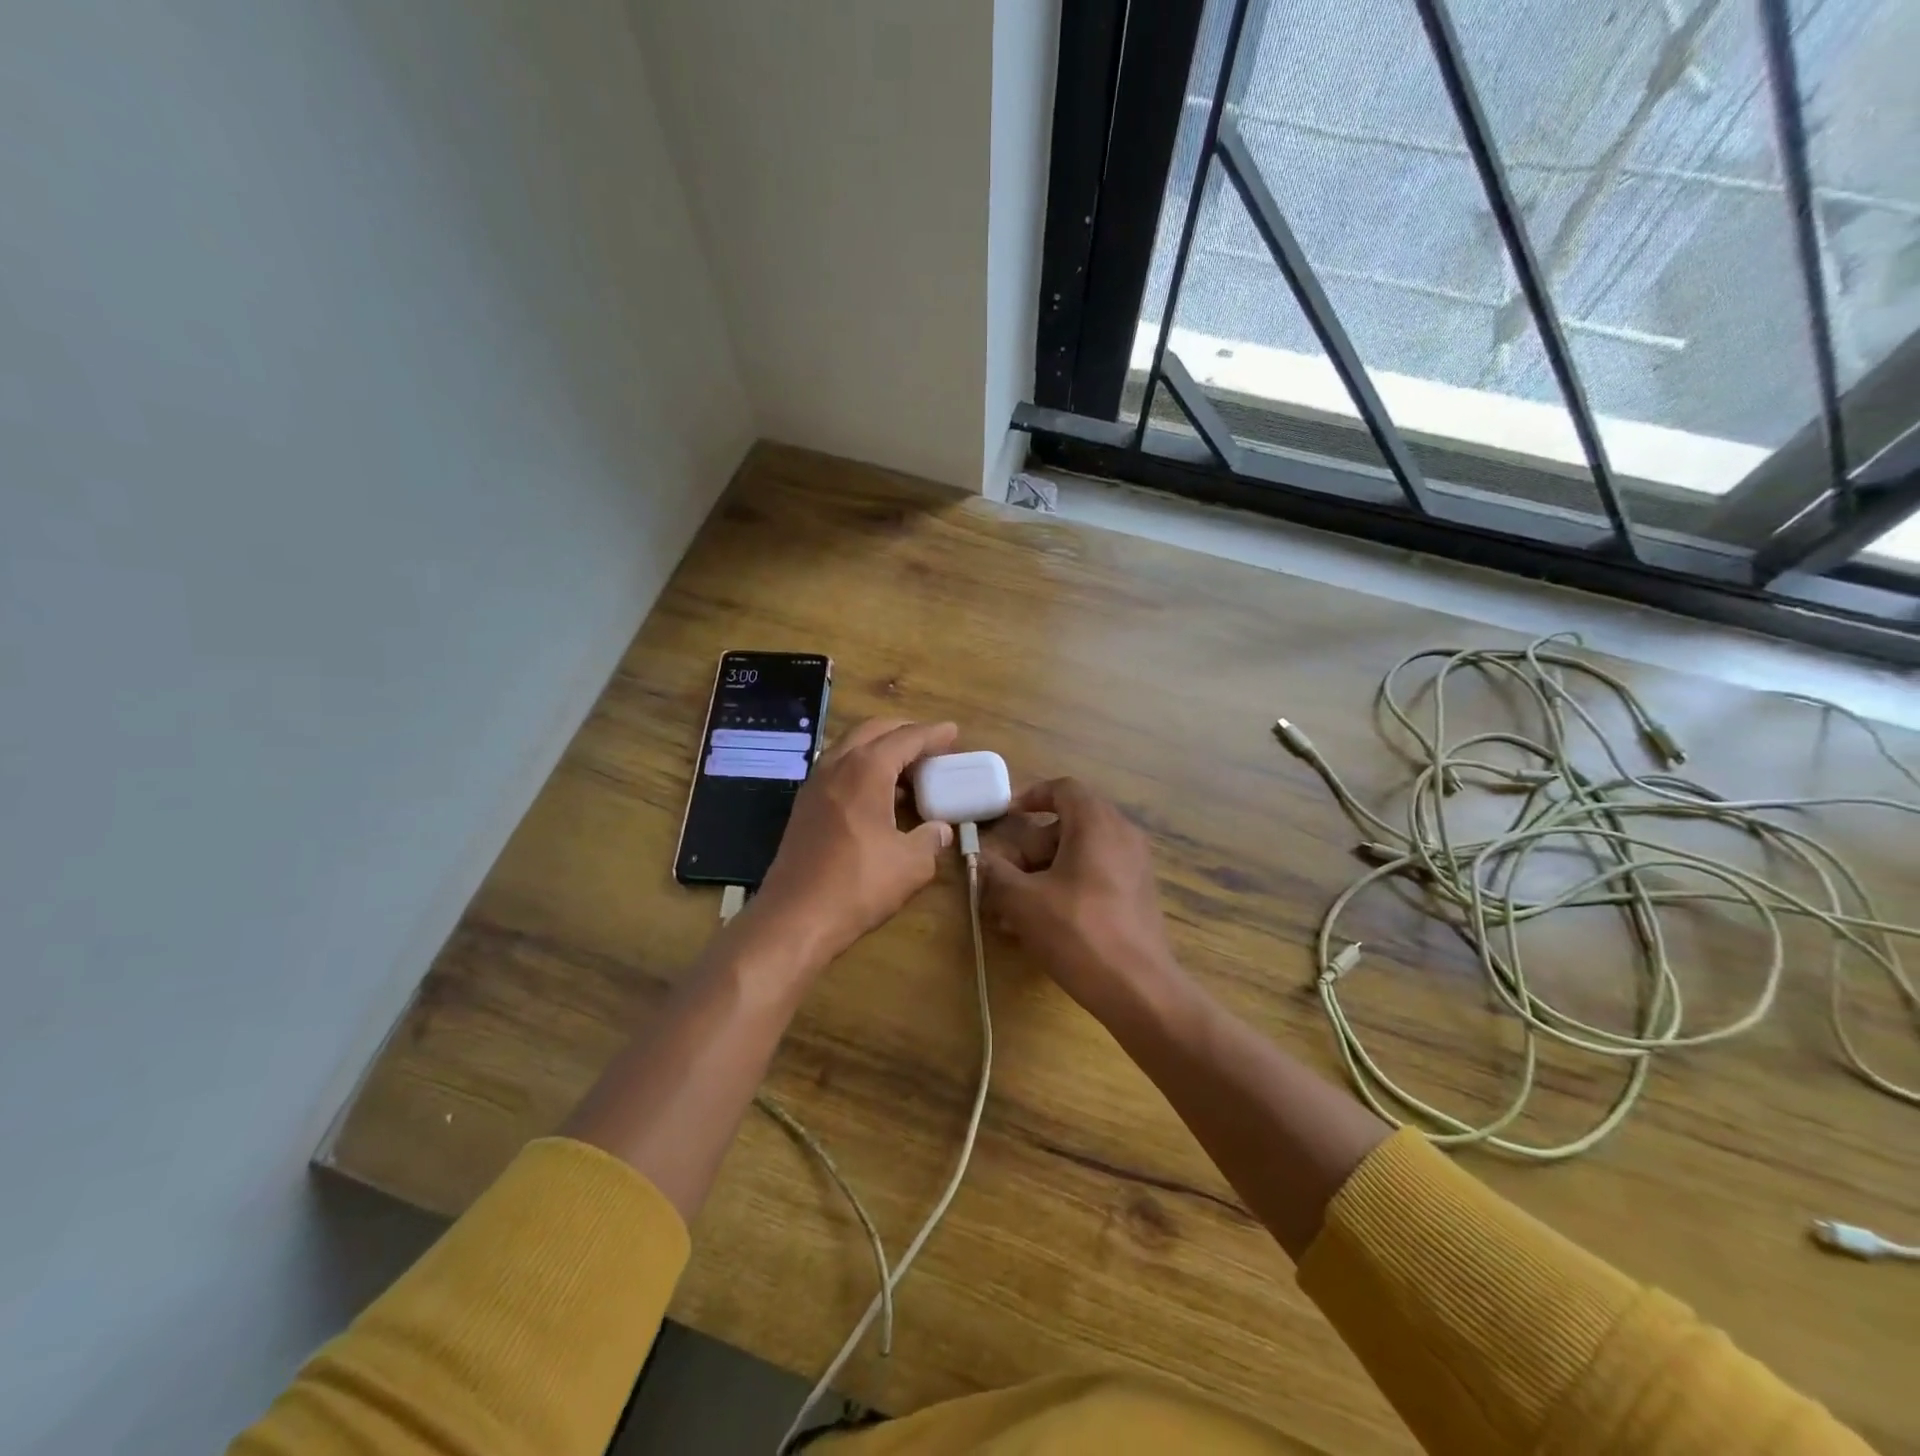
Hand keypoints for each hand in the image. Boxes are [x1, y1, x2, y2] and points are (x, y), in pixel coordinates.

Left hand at [747, 718, 958, 969]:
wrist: (795, 917)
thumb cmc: (858, 885)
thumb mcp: (911, 864)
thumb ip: (931, 839)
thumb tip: (940, 830)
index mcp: (866, 769)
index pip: (905, 738)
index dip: (933, 734)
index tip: (954, 732)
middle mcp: (837, 765)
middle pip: (873, 730)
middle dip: (904, 730)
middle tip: (931, 742)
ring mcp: (815, 784)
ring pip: (851, 747)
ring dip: (880, 747)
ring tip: (908, 766)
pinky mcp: (804, 806)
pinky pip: (838, 769)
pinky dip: (862, 767)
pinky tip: (879, 793)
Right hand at [977, 777, 1188, 1023]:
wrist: (1139, 989)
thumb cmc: (1079, 933)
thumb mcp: (1023, 901)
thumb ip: (995, 873)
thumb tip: (978, 860)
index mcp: (1097, 823)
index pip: (1063, 788)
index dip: (1030, 796)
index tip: (1004, 816)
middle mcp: (1122, 834)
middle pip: (1068, 823)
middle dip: (1030, 847)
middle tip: (1004, 874)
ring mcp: (1135, 865)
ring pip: (1080, 853)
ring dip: (1044, 871)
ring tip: (1014, 906)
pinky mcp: (1138, 894)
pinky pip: (1096, 874)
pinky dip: (1067, 885)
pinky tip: (1042, 921)